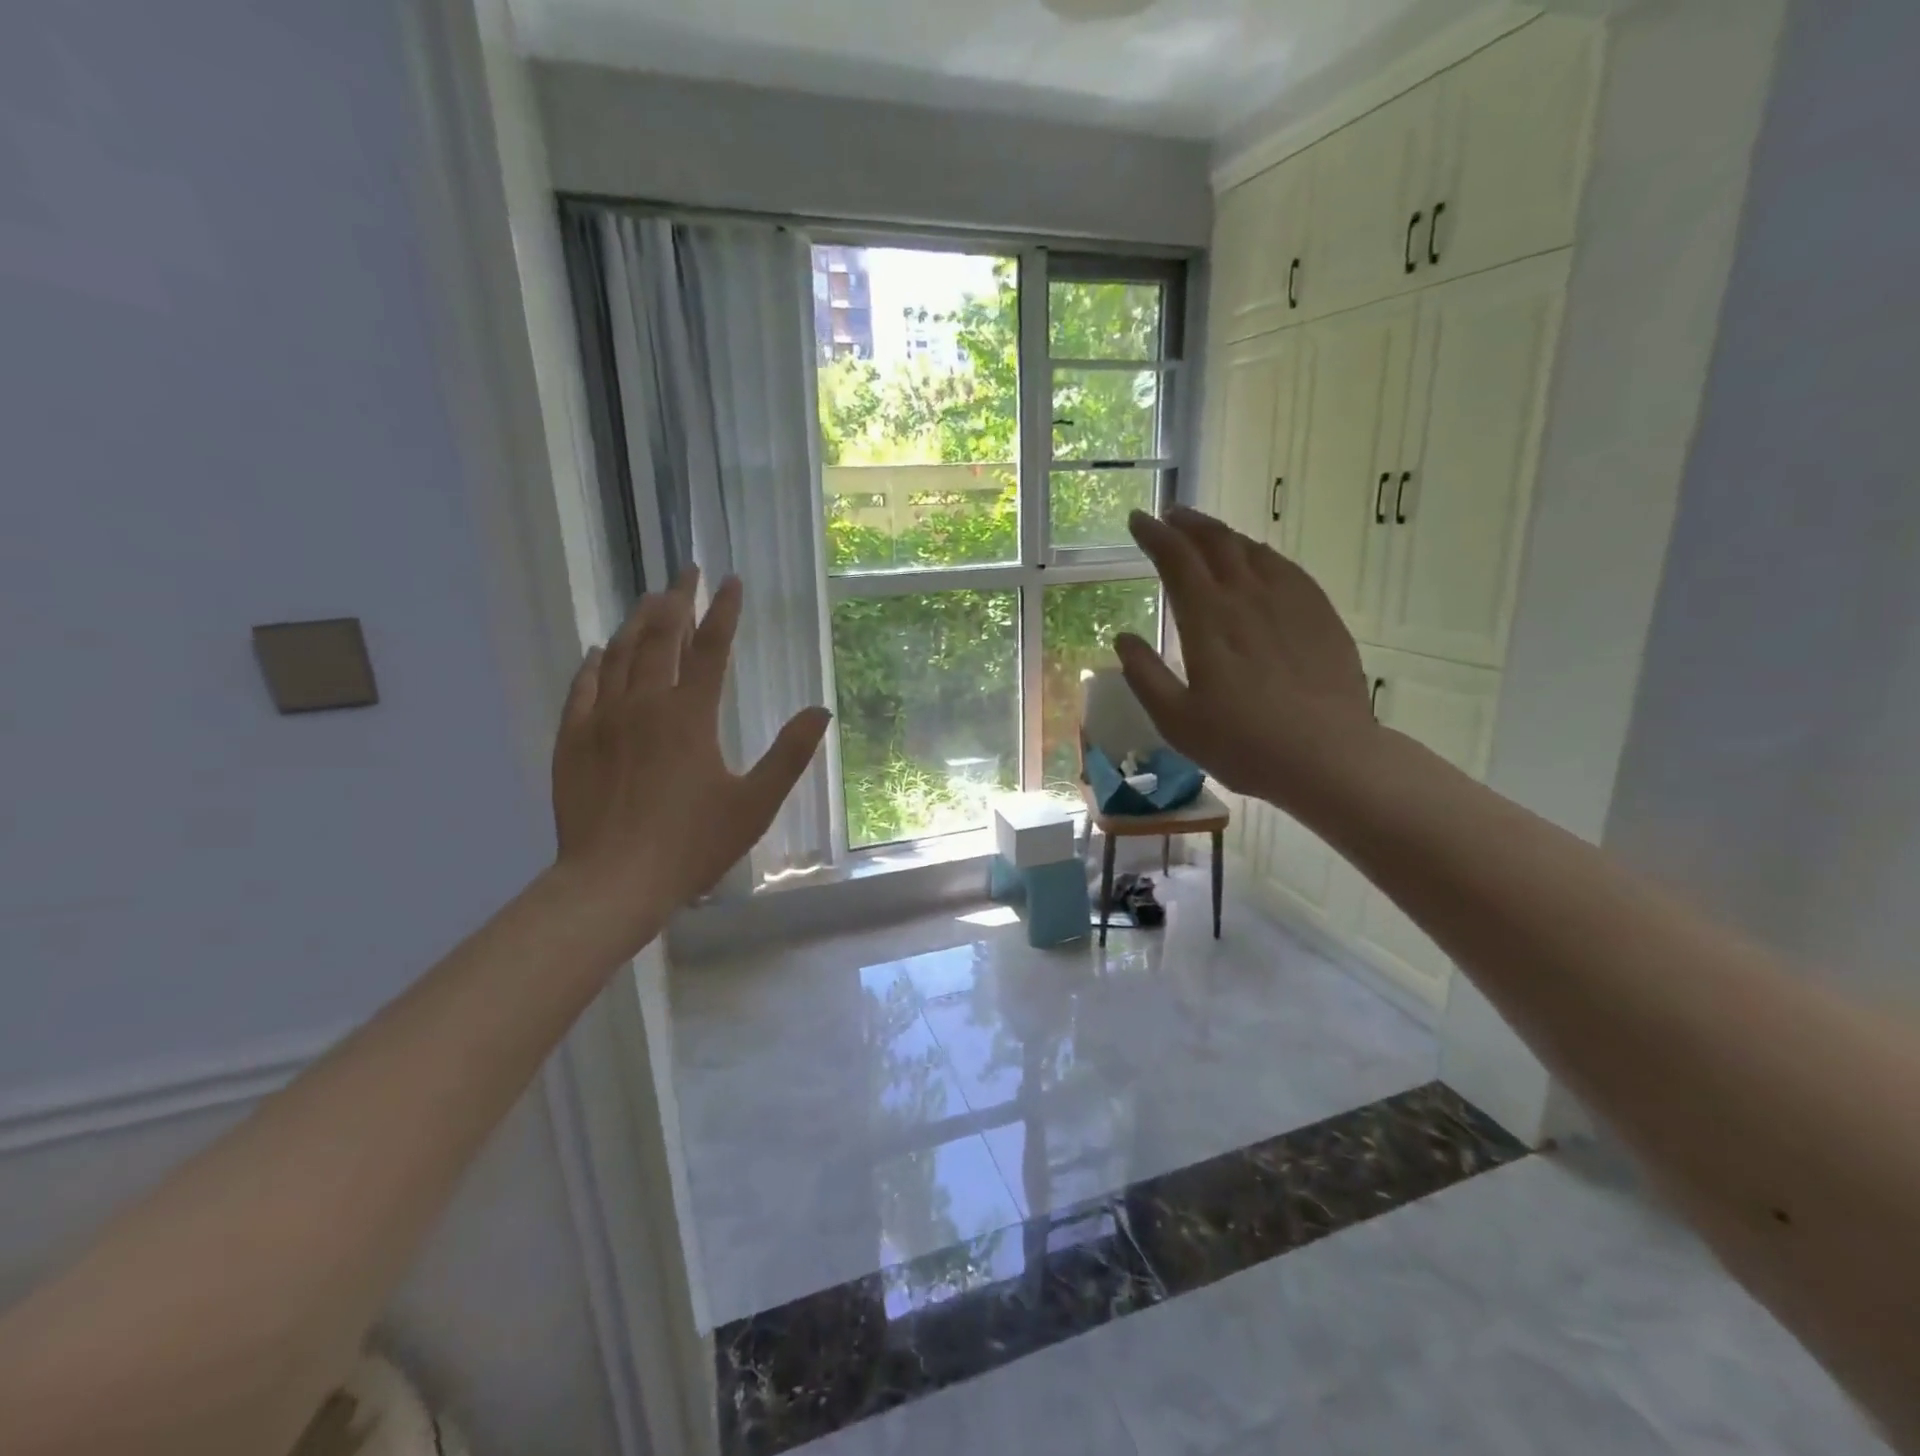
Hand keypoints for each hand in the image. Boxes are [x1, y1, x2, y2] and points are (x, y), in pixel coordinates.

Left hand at [550, 568, 831, 952]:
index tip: (732, 581)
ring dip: (637, 623)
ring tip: (649, 600)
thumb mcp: (755, 803)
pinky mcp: (572, 741)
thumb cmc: (692, 844)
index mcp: (691, 716)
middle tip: (685, 573)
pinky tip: (598, 651)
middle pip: (660, 638)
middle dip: (675, 600)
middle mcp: (645, 704)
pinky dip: (593, 663)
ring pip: (619, 655)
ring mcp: (603, 720)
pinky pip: (582, 687)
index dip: (724, 612)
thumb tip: (820, 711)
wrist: (613, 881)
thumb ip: (790, 755)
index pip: (712, 649)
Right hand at [1114, 506, 1376, 808]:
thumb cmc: (1243, 744)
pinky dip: (1261, 554)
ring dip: (1223, 535)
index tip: (1138, 520)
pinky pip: (1286, 567)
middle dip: (1188, 524)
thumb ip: (1145, 676)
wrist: (1328, 757)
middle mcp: (1248, 597)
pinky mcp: (1320, 614)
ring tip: (1206, 534)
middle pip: (1216, 543)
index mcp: (1208, 619)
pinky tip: (1258, 561)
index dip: (1154, 535)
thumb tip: (1123, 639)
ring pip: (1252, 550)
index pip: (1176, 560)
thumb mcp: (1176, 721)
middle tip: (1169, 516)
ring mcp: (1290, 601)